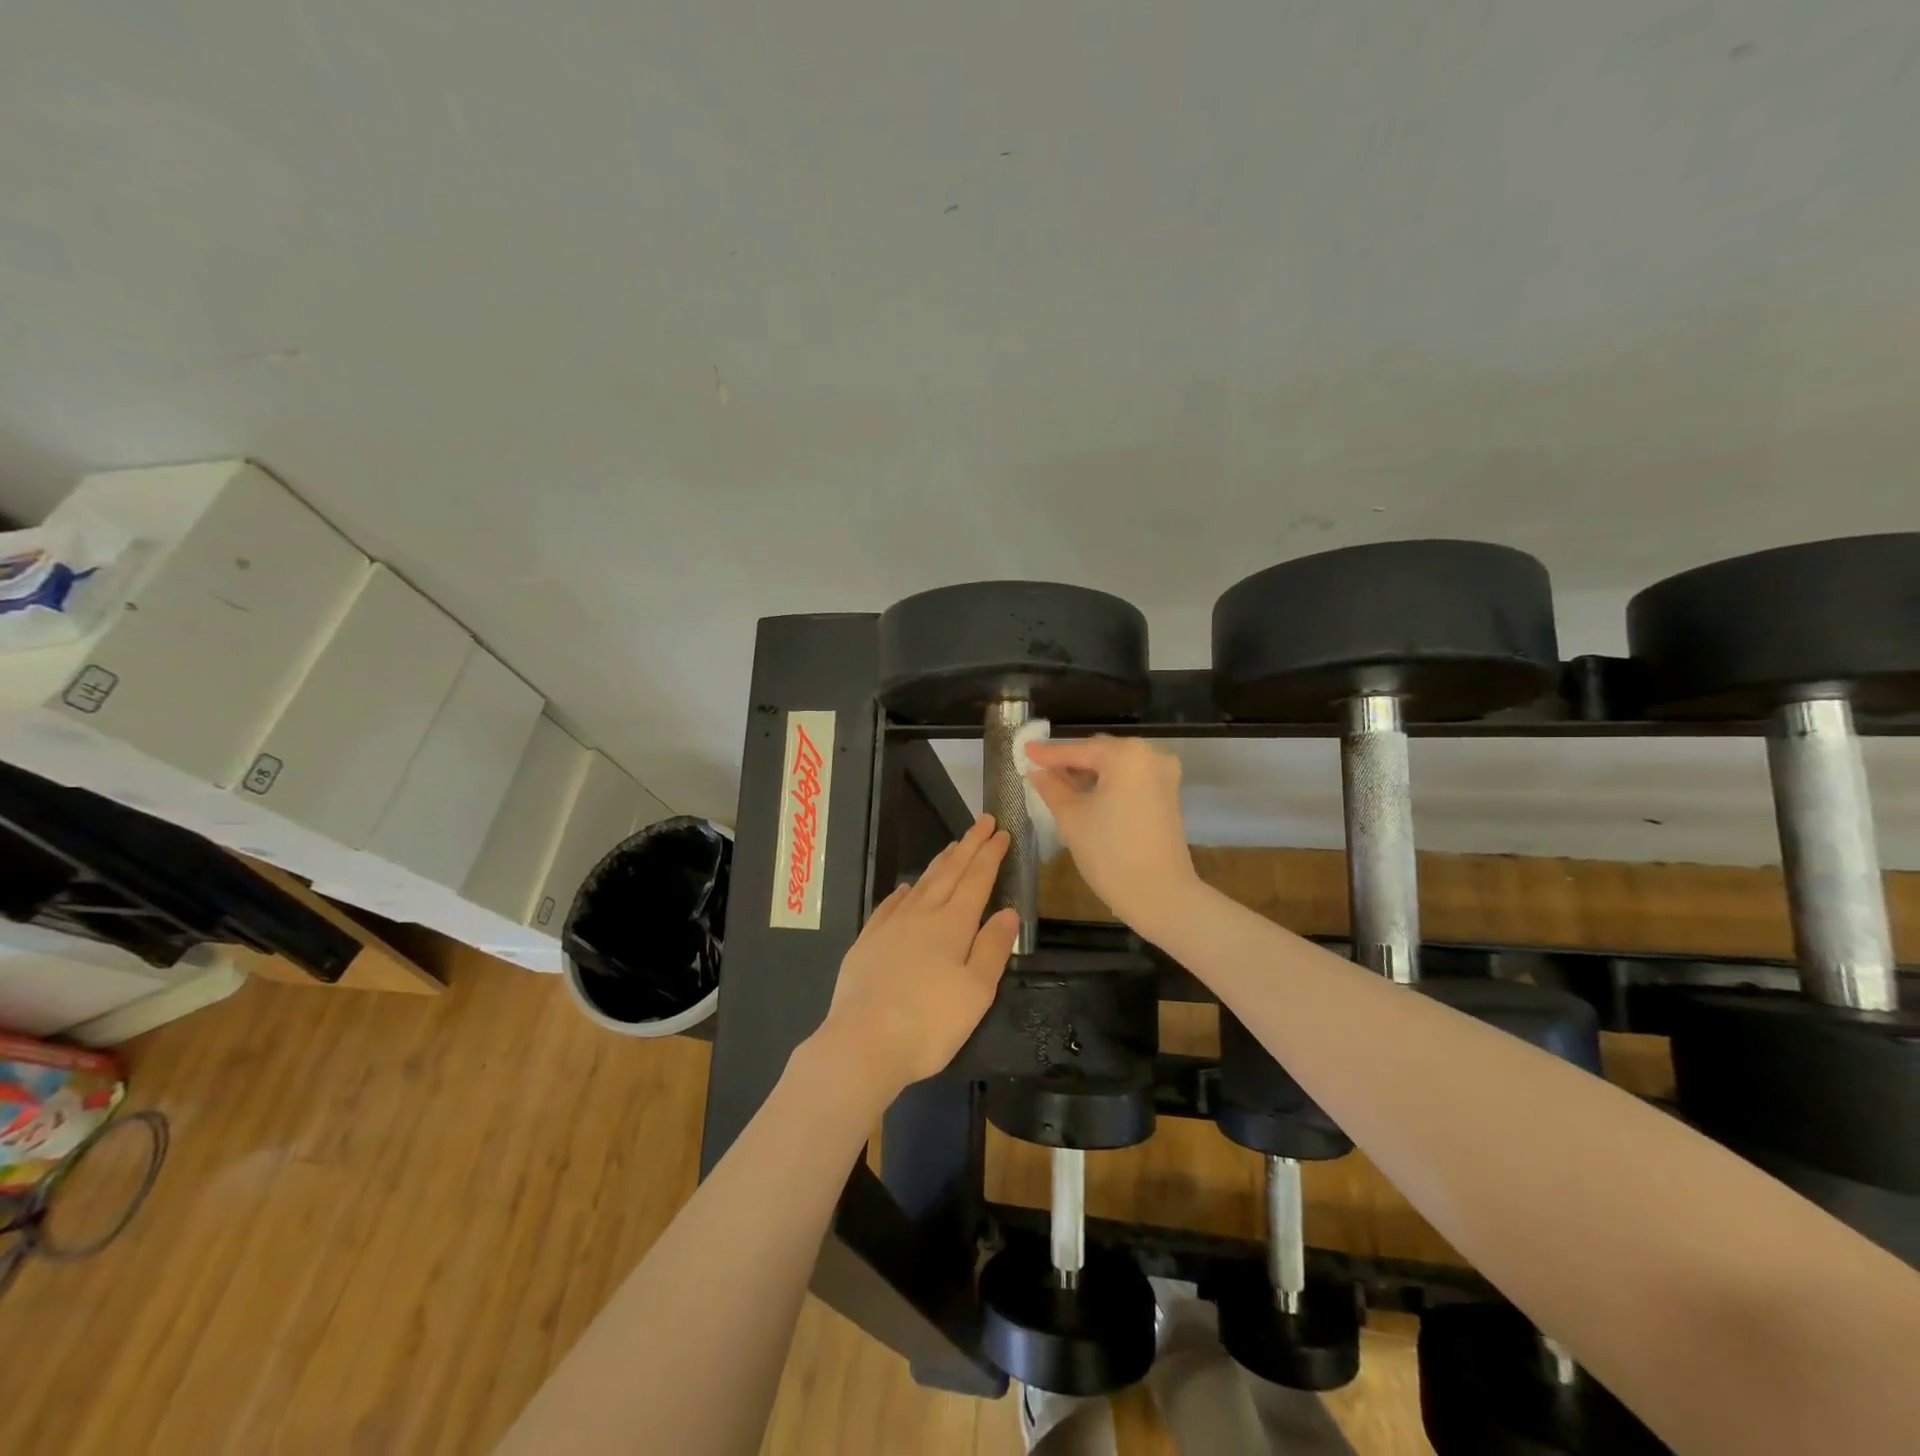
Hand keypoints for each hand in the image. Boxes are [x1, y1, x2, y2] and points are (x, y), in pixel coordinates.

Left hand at [809, 814, 1019, 1097]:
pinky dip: (902, 892)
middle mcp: (921, 915)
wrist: (862, 1042)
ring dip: (940, 862)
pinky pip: (889, 905)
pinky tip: (905, 888)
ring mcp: (890, 926)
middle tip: (982, 821)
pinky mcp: (867, 942)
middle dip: (969, 846)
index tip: (1001, 831)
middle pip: (949, 872)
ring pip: (920, 884)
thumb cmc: (929, 1023)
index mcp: (952, 925)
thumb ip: (993, 948)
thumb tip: (1008, 911)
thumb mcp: (976, 991)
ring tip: (953, 845)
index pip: (976, 880)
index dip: (990, 855)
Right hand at [1024, 735, 1200, 935]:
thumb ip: (1051, 787)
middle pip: (1099, 753)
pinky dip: (1107, 785)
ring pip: (1115, 767)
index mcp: (1126, 754)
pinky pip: (1130, 780)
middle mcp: (1150, 755)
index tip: (1024, 751)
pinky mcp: (1167, 795)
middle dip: (1070, 763)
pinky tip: (1085, 797)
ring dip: (1088, 775)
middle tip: (1040, 773)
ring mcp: (1163, 775)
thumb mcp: (1071, 817)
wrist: (1160, 895)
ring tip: (1059, 788)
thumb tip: (1037, 771)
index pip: (1078, 750)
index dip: (1048, 754)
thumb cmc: (1110, 853)